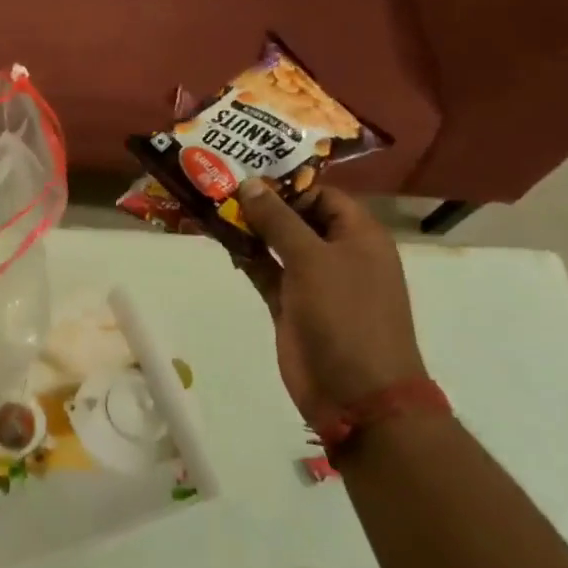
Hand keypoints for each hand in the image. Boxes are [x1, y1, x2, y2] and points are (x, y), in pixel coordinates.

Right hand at [233, 179, 427, 423]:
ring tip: (209, 202)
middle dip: (260, 201)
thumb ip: (278, 219)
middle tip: (218, 180)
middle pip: (296, 215)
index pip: (321, 193)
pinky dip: (245, 255)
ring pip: (276, 242)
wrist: (357, 395)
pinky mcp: (291, 304)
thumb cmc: (345, 315)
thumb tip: (249, 183)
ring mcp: (313, 280)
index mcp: (358, 235)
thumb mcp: (311, 258)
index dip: (286, 181)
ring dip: (248, 226)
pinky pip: (265, 269)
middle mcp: (337, 252)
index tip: (245, 171)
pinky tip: (218, 237)